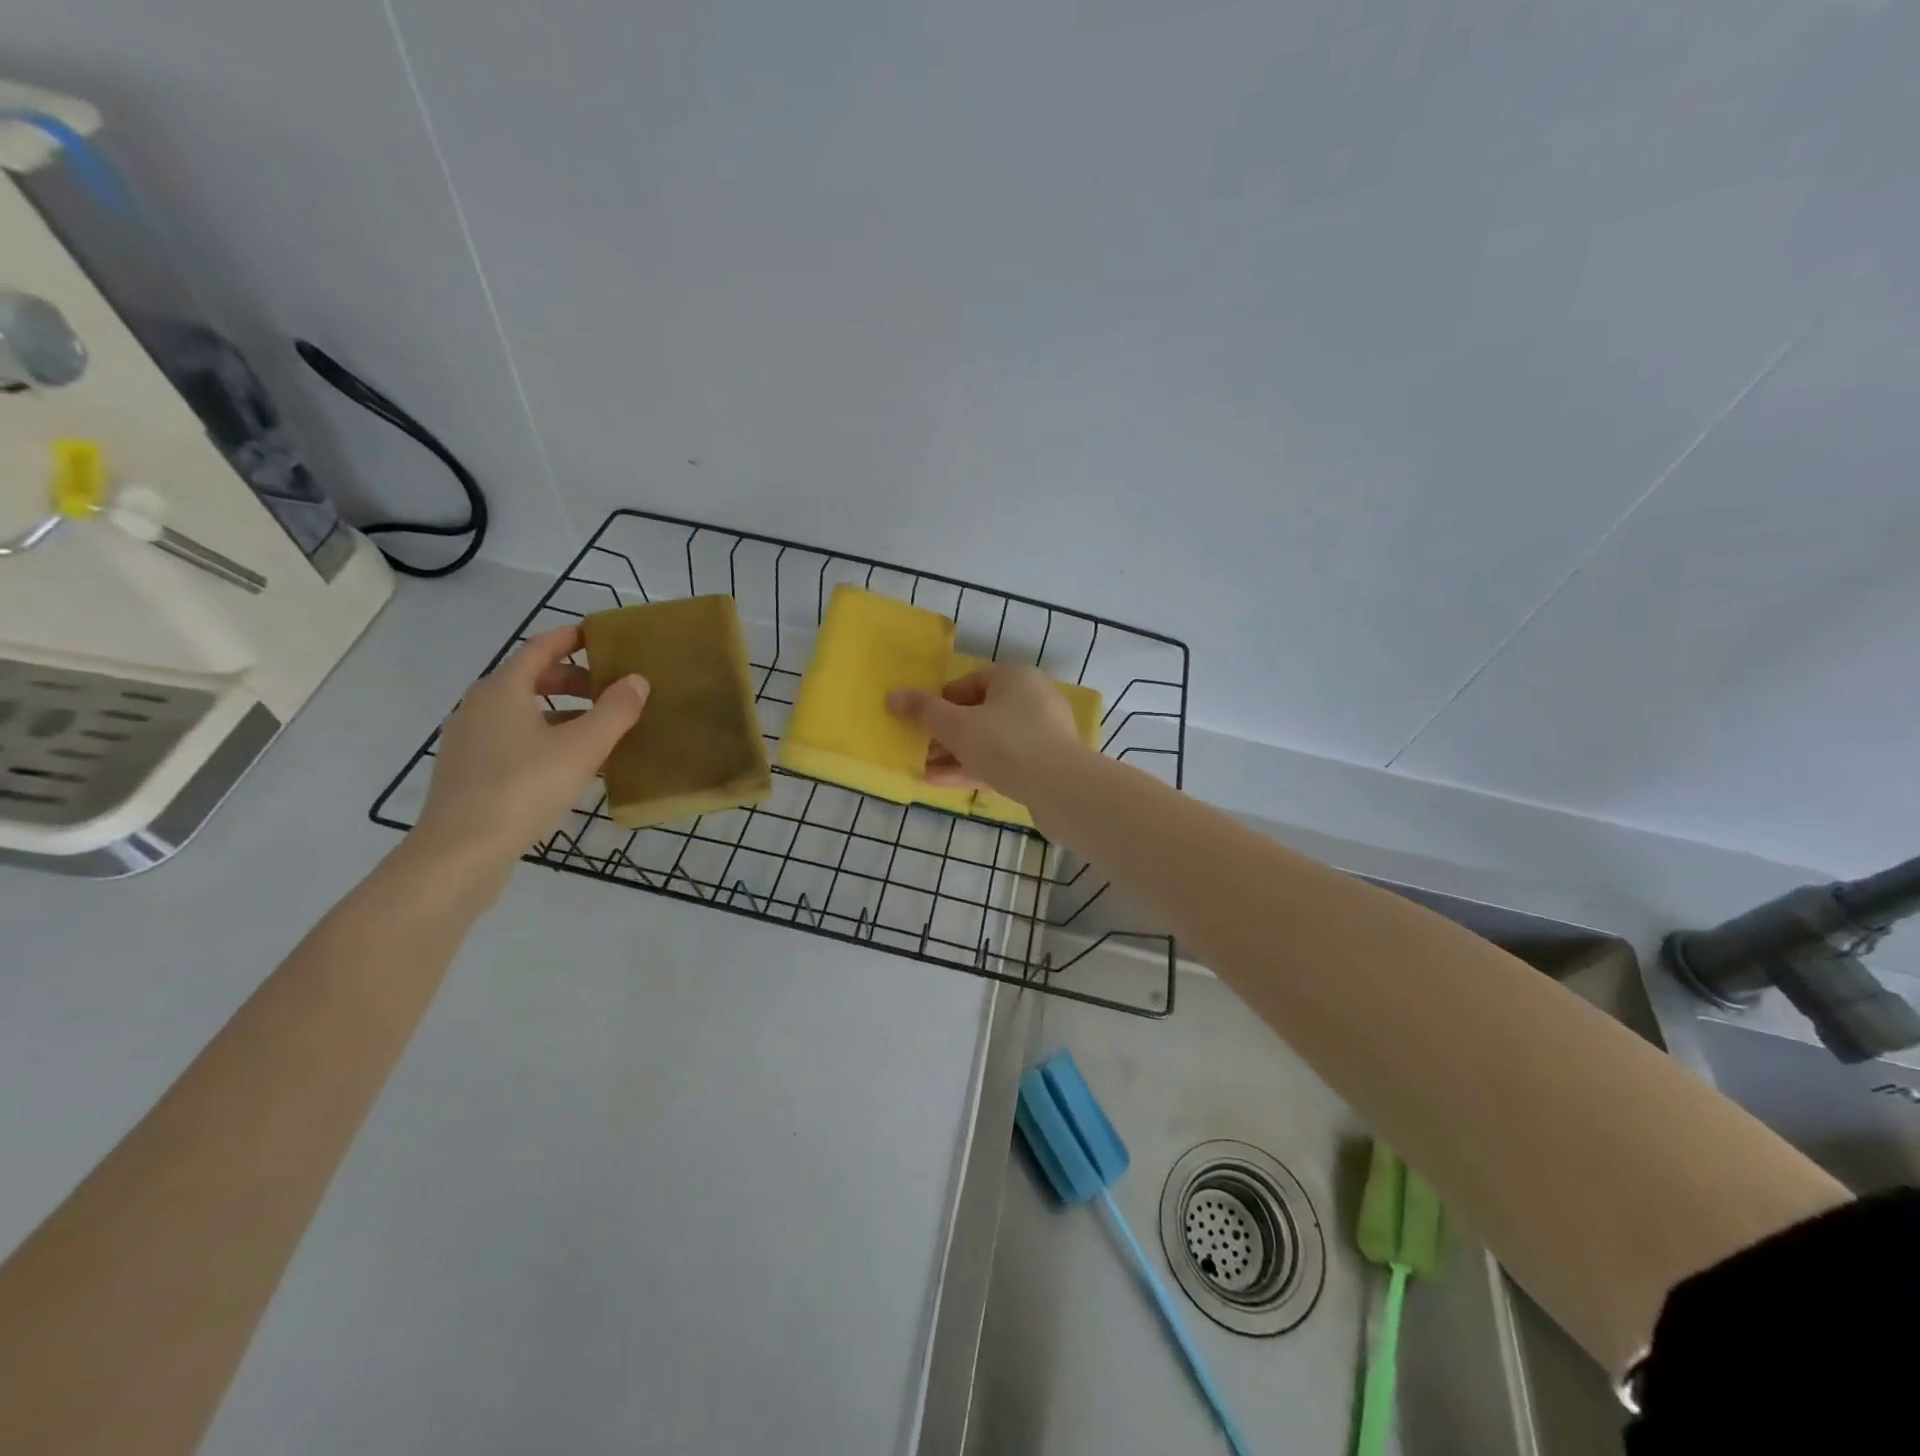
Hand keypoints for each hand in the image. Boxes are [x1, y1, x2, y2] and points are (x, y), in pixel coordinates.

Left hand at [415, 626, 649, 867]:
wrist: (461, 851)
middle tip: (611, 691)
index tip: (601, 636)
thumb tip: (638, 680)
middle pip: (530, 679)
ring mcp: (470, 741)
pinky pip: (514, 740)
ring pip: (523, 713)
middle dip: (573, 680)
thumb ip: (615, 711)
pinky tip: (571, 765)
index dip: (571, 638)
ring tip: (600, 731)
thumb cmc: (524, 787)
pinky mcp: (469, 772)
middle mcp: (479, 707)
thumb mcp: (583, 747)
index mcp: (502, 689)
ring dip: (562, 713)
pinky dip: (545, 738)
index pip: (540, 648)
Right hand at [887, 663, 1084, 797]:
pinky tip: (942, 783)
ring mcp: (1041, 734)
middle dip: (945, 733)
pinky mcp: (1044, 764)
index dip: (941, 700)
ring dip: (956, 754)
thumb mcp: (956, 725)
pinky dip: (974, 768)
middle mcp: (1032, 699)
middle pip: (979, 713)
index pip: (970, 681)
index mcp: (1015, 678)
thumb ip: (923, 710)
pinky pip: (1002, 762)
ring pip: (989, 740)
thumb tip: (892, 695)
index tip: (921, 720)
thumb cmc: (1005, 743)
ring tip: (922, 769)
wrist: (1061, 788)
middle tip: (917, 748)